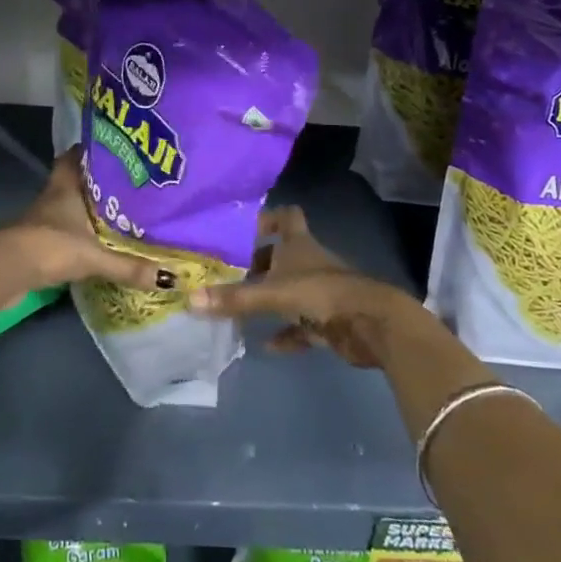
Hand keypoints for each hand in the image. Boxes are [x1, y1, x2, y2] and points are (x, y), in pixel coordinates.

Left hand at [0, 148, 164, 298]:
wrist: (4, 271)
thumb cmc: (49, 247)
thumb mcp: (94, 256)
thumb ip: (129, 266)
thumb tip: (171, 276)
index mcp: (65, 187)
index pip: (75, 156)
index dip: (90, 150)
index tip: (113, 148)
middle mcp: (52, 198)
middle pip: (73, 181)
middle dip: (95, 182)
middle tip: (124, 184)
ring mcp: (41, 221)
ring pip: (67, 207)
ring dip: (85, 210)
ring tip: (117, 213)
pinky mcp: (35, 244)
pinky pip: (62, 232)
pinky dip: (76, 235)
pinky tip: (94, 244)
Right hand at [188, 206, 432, 368]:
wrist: (371, 324)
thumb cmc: (321, 293)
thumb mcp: (272, 293)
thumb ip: (234, 298)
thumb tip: (189, 299)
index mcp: (299, 244)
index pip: (286, 216)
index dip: (267, 218)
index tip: (241, 229)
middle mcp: (310, 262)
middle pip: (281, 256)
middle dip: (257, 264)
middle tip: (227, 273)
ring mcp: (320, 291)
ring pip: (289, 290)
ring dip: (269, 299)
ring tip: (238, 309)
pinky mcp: (328, 320)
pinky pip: (300, 325)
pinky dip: (285, 333)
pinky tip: (266, 344)